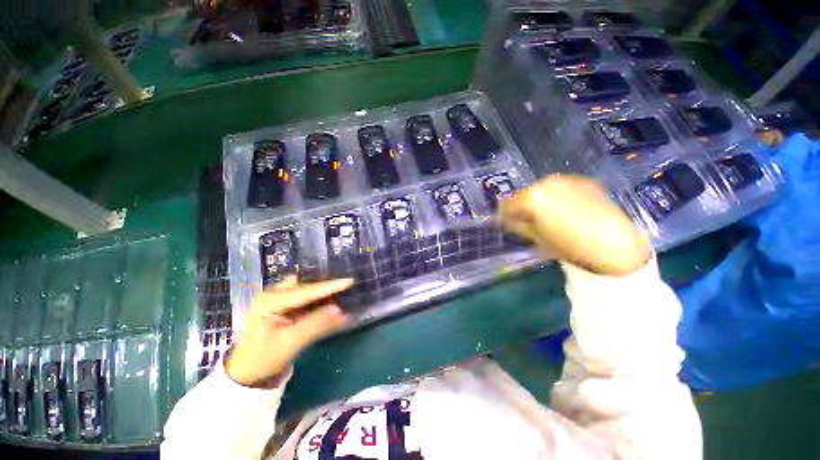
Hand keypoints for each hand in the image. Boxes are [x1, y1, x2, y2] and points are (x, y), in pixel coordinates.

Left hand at [225, 276, 353, 387]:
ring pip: (307, 290)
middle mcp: (274, 294)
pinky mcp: (284, 307)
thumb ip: (315, 324)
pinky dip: (319, 300)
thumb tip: (340, 309)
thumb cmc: (264, 358)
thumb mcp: (290, 342)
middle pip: (306, 285)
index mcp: (271, 300)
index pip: (306, 290)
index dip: (330, 286)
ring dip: (323, 291)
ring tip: (342, 290)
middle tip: (347, 283)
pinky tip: (331, 301)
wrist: (246, 374)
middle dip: (326, 284)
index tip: (350, 280)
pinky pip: (305, 299)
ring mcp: (279, 300)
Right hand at [500, 174, 650, 275]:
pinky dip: (557, 197)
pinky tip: (567, 210)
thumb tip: (506, 220)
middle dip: (522, 206)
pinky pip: (561, 188)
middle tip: (527, 221)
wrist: (615, 244)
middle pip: (525, 194)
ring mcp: (567, 180)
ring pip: (543, 189)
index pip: (507, 203)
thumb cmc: (569, 245)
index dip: (503, 214)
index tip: (505, 222)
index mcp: (532, 197)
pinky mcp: (584, 182)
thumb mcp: (536, 238)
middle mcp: (546, 182)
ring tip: (548, 216)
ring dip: (540, 201)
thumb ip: (517, 226)